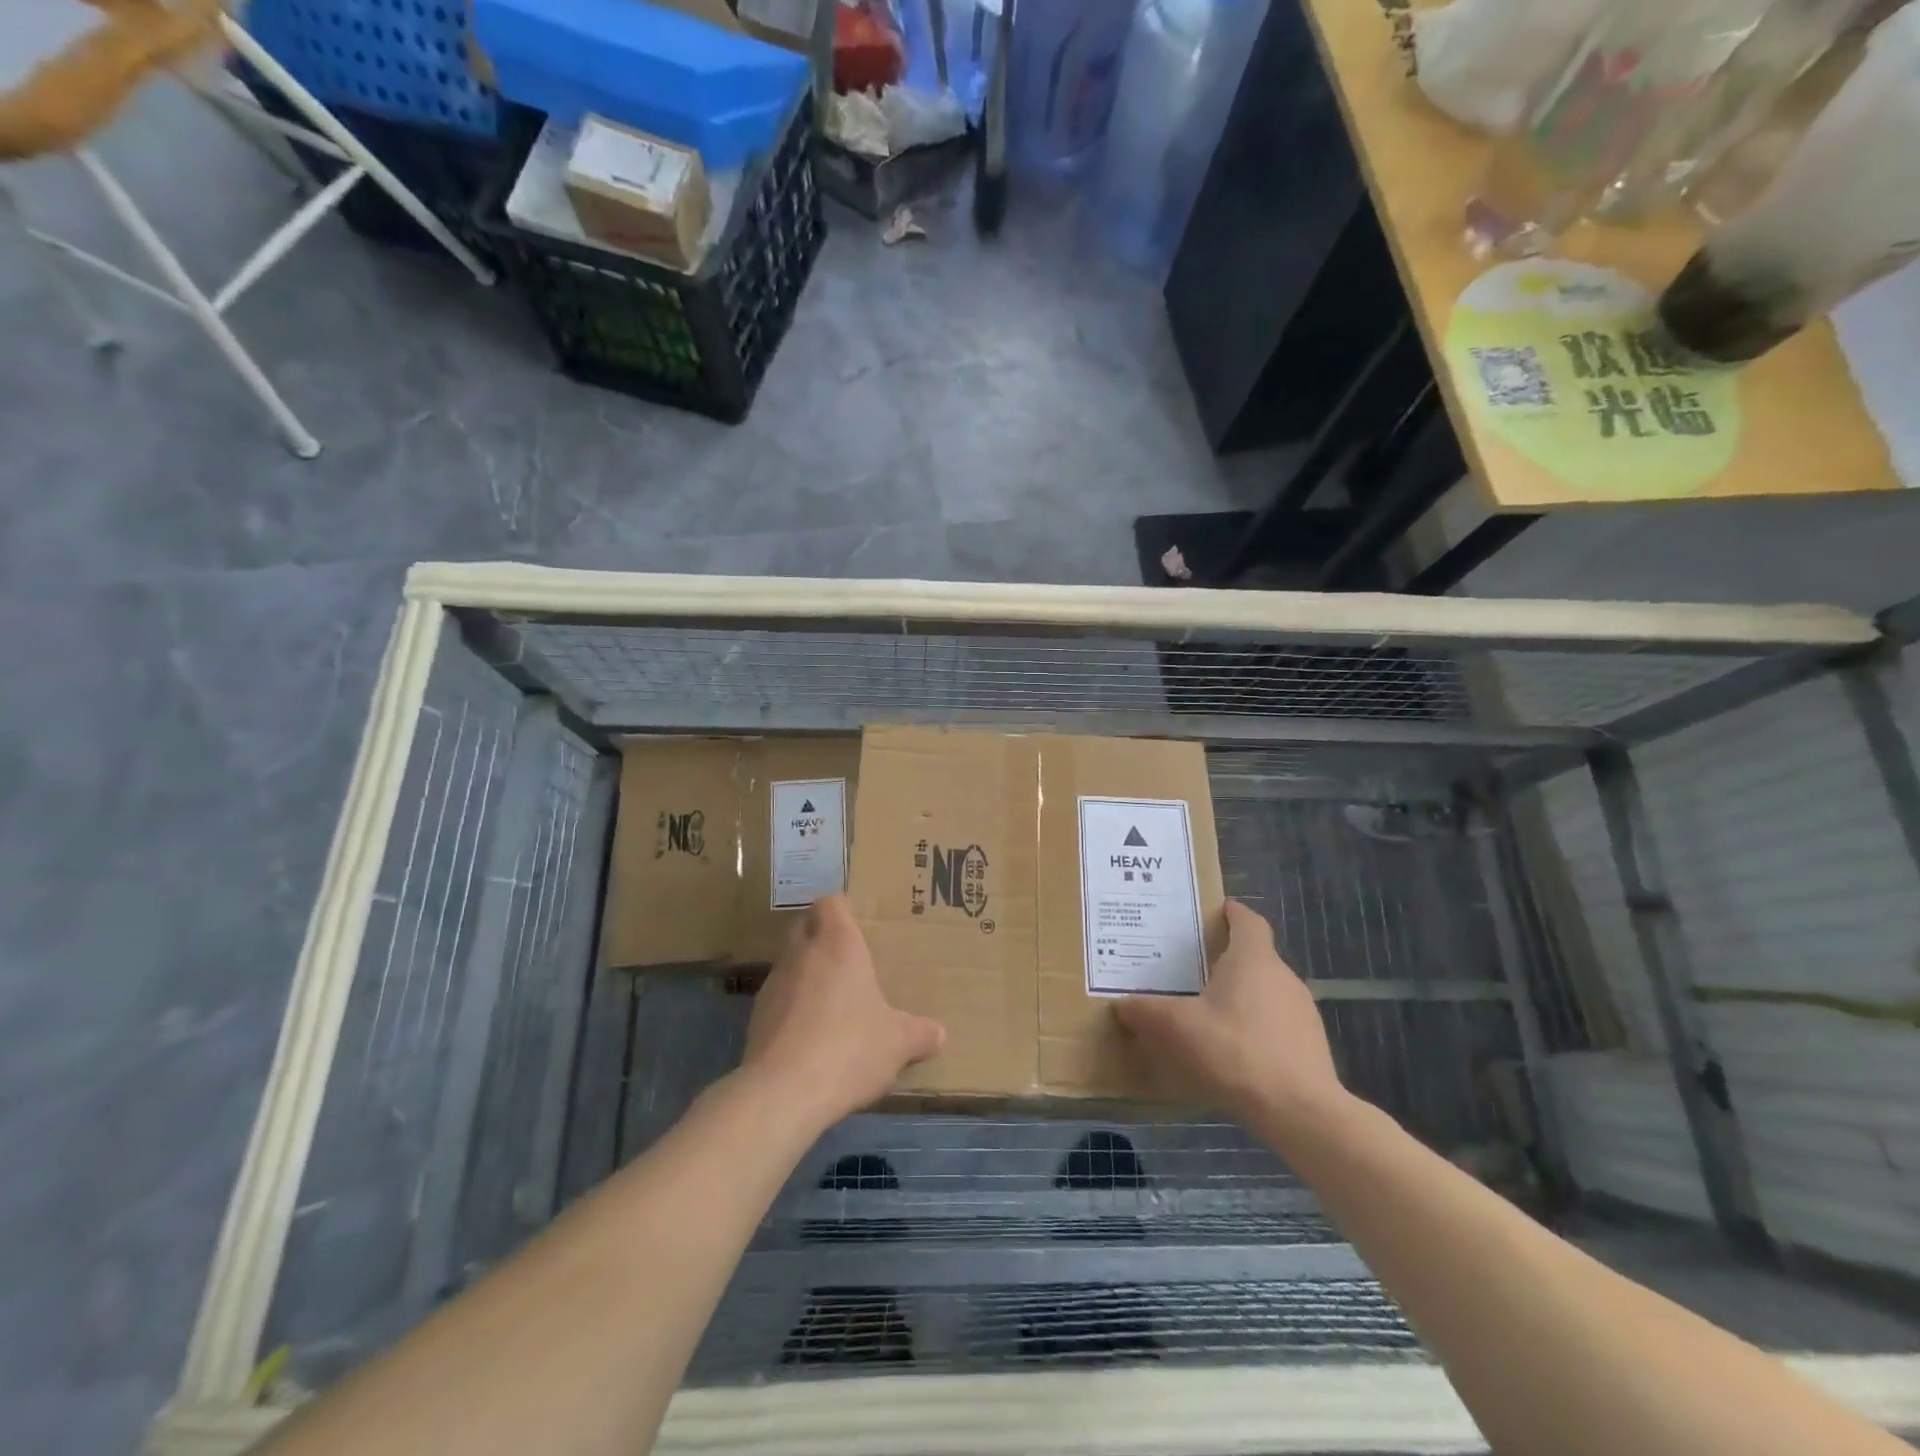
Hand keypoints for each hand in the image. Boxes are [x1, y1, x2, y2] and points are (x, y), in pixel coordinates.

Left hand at [740, 894, 945, 1129]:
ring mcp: (773, 984)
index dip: (842, 909)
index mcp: (838, 943)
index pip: (831, 902)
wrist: (783, 1092)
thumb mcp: (898, 1043)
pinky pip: (778, 1000)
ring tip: (831, 1003)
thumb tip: (939, 1034)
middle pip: (805, 926)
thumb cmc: (850, 1048)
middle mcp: (802, 953)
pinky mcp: (756, 1017)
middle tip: (849, 962)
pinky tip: (810, 1037)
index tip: (858, 925)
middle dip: (822, 938)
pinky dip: (792, 1008)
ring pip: (790, 963)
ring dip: (806, 975)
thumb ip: (919, 1034)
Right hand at [1116, 900, 1348, 1130]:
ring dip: (1241, 998)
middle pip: (1255, 957)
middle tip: (1191, 970)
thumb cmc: (1234, 1051)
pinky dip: (1255, 1029)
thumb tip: (1121, 1004)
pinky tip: (1233, 1053)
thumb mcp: (1176, 1028)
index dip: (1231, 913)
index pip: (1248, 921)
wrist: (1299, 1111)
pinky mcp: (1311, 1047)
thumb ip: (1146, 1012)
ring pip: (1266, 993)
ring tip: (1208, 1015)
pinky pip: (1277, 1025)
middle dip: (1226, 960)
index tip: (1213, 912)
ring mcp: (1302, 1013)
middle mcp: (1283, 977)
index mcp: (1253, 959)